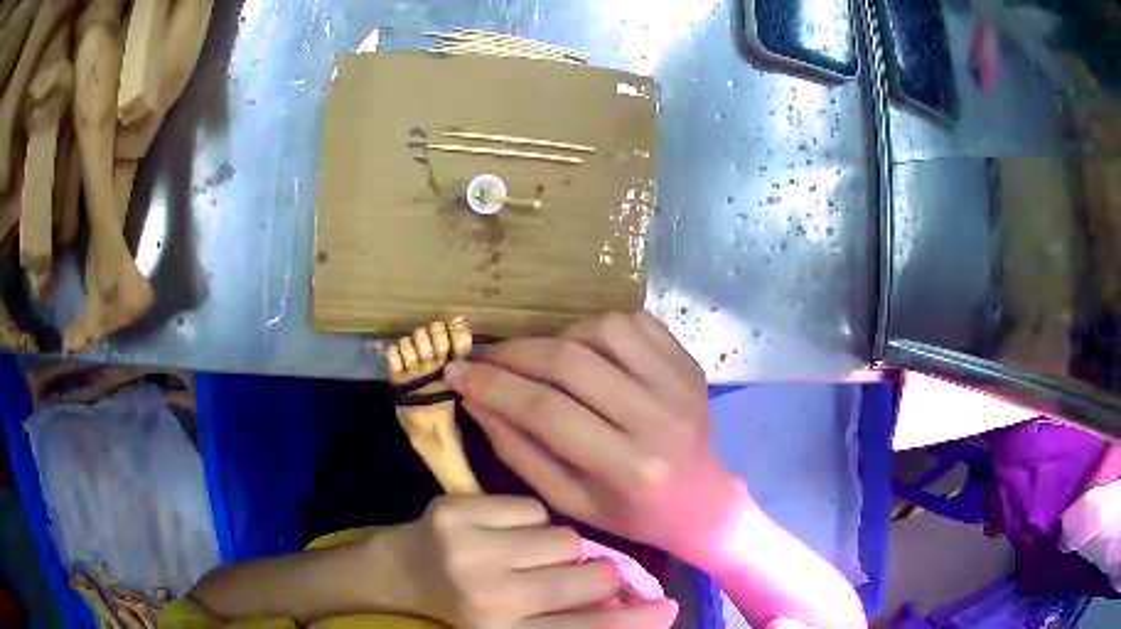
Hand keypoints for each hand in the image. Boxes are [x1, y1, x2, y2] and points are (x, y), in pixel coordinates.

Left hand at [391, 495, 677, 628]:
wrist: (400, 571)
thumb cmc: (464, 606)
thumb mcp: (514, 625)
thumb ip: (567, 617)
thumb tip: (626, 602)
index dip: (633, 622)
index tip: (668, 608)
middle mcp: (487, 597)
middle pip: (589, 576)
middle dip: (598, 574)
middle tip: (583, 572)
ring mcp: (467, 549)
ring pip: (565, 537)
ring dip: (559, 547)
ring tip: (527, 555)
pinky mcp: (454, 510)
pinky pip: (532, 507)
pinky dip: (527, 520)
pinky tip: (502, 532)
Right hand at [444, 312, 750, 568]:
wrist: (701, 499)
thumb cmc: (630, 513)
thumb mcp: (568, 500)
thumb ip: (518, 451)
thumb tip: (475, 400)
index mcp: (628, 466)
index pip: (546, 412)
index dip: (493, 386)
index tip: (455, 372)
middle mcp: (658, 418)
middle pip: (571, 363)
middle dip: (515, 353)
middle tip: (485, 357)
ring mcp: (679, 383)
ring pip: (603, 329)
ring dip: (558, 336)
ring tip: (541, 359)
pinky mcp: (688, 363)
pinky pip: (634, 321)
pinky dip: (597, 327)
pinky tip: (584, 349)